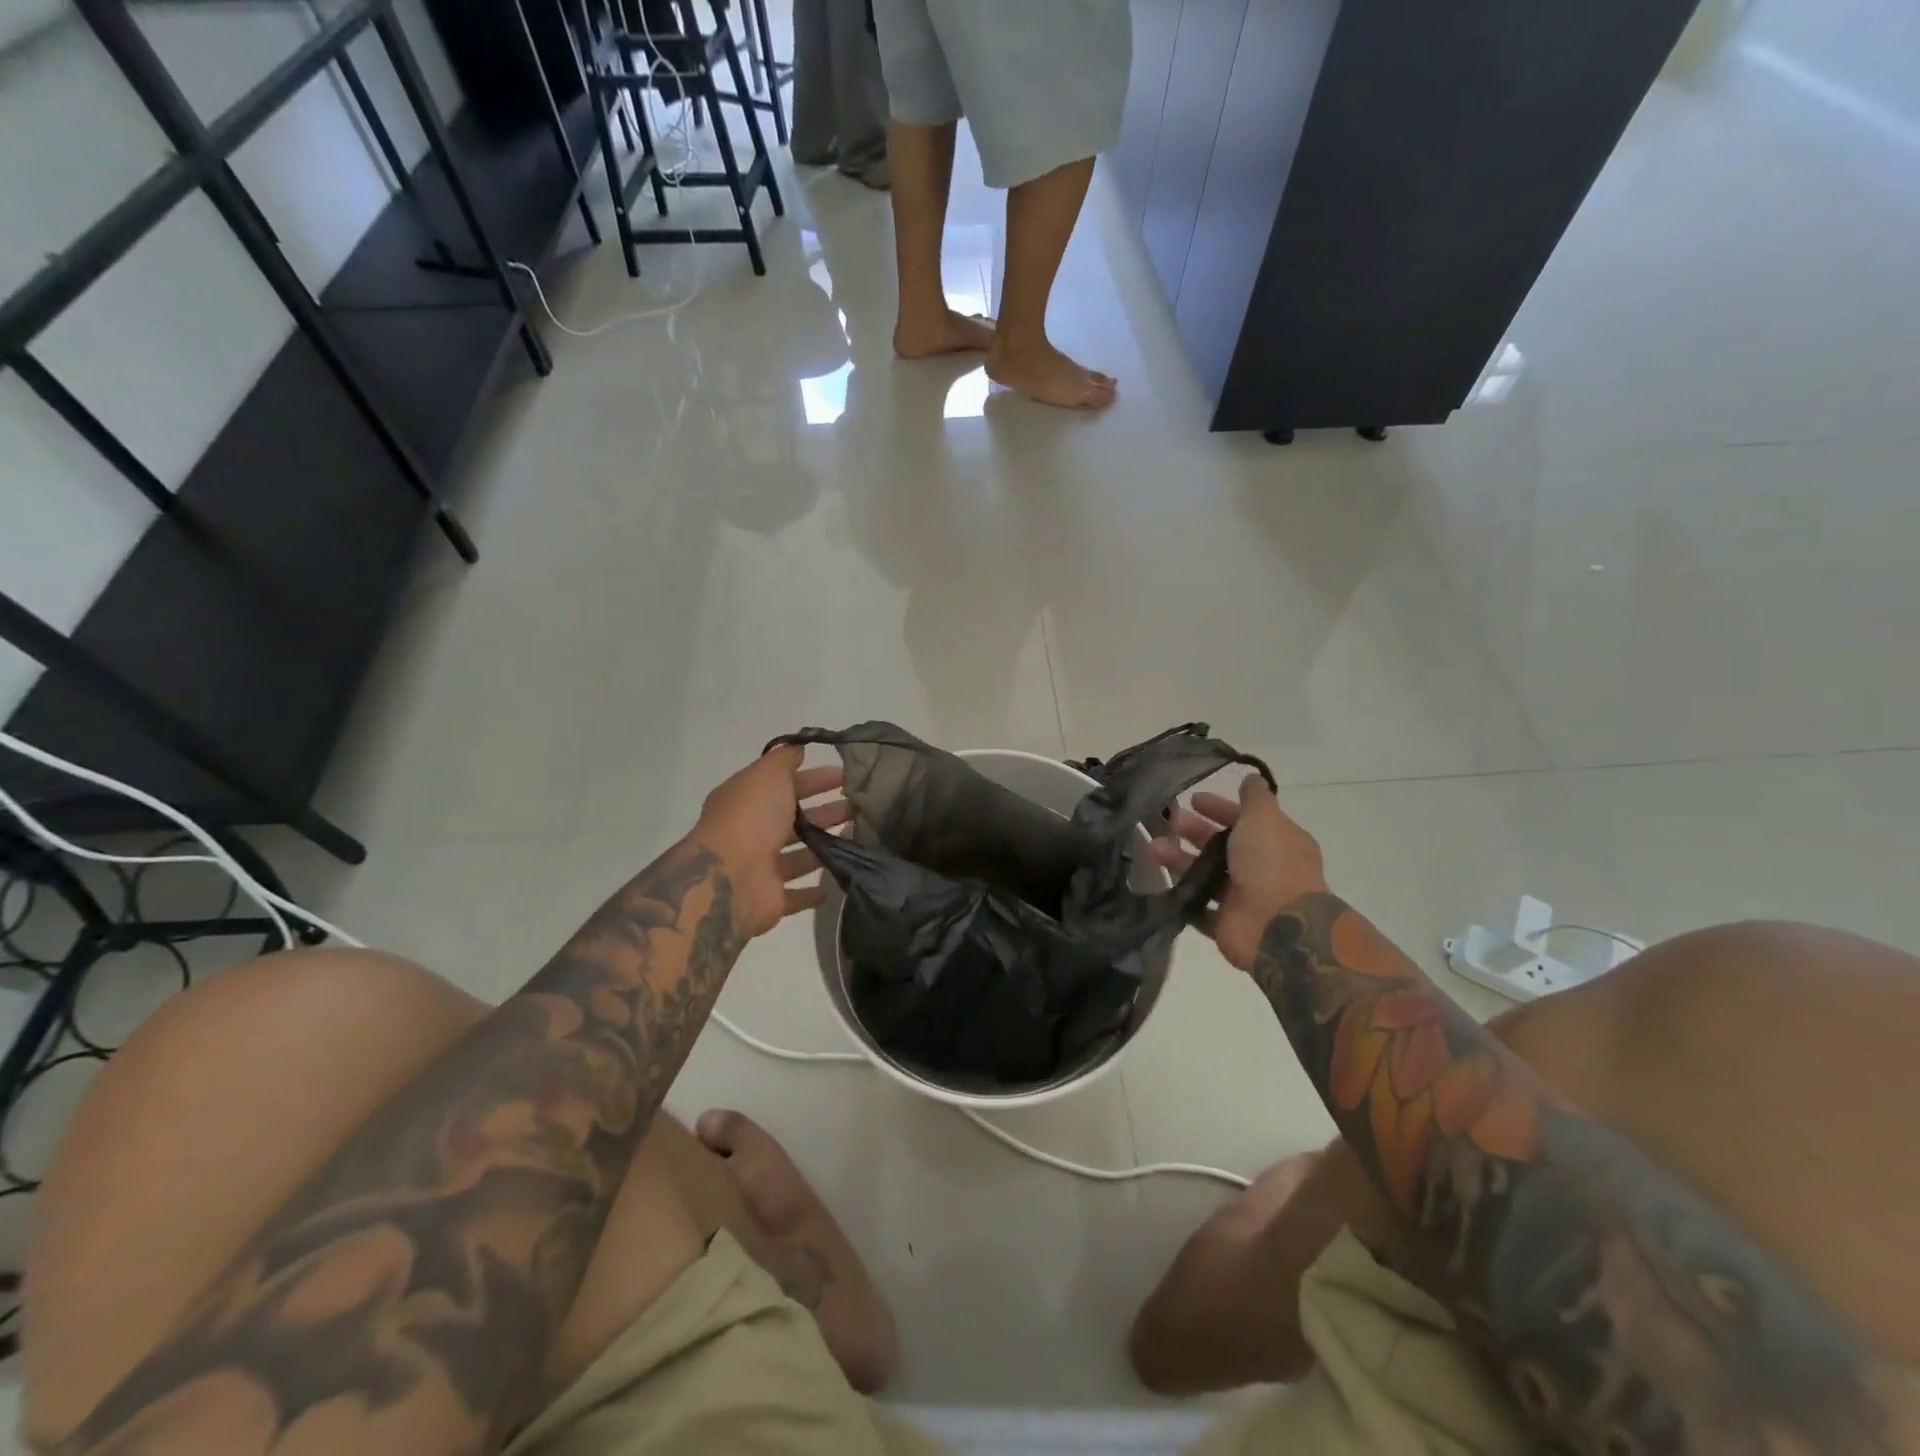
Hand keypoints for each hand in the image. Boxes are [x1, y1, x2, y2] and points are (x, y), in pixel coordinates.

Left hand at [688, 745, 848, 940]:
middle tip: (861, 808)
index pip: (786, 785)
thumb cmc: (751, 819)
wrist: (730, 879)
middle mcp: (752, 832)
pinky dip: (815, 889)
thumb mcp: (768, 774)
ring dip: (826, 846)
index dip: (816, 779)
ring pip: (800, 854)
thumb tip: (798, 748)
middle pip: (795, 819)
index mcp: (748, 801)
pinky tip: (841, 878)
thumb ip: (784, 759)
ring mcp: (760, 867)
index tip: (848, 777)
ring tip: (860, 838)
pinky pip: (797, 893)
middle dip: (827, 811)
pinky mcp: (770, 899)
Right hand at [1149, 775, 1327, 972]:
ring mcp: (1243, 898)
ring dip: (1179, 861)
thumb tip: (1251, 778)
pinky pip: (1198, 907)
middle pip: (1220, 846)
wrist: (1280, 929)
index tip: (1191, 800)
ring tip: (1151, 852)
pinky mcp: (1226, 924)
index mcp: (1276, 842)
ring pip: (1205, 875)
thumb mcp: (1264, 819)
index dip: (1218, 808)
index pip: (1243, 819)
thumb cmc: (1271, 865)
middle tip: (1165, 825)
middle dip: (1192, 833)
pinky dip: (1181, 896)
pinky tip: (1159, 883)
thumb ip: (1256, 798)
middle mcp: (1262, 868)